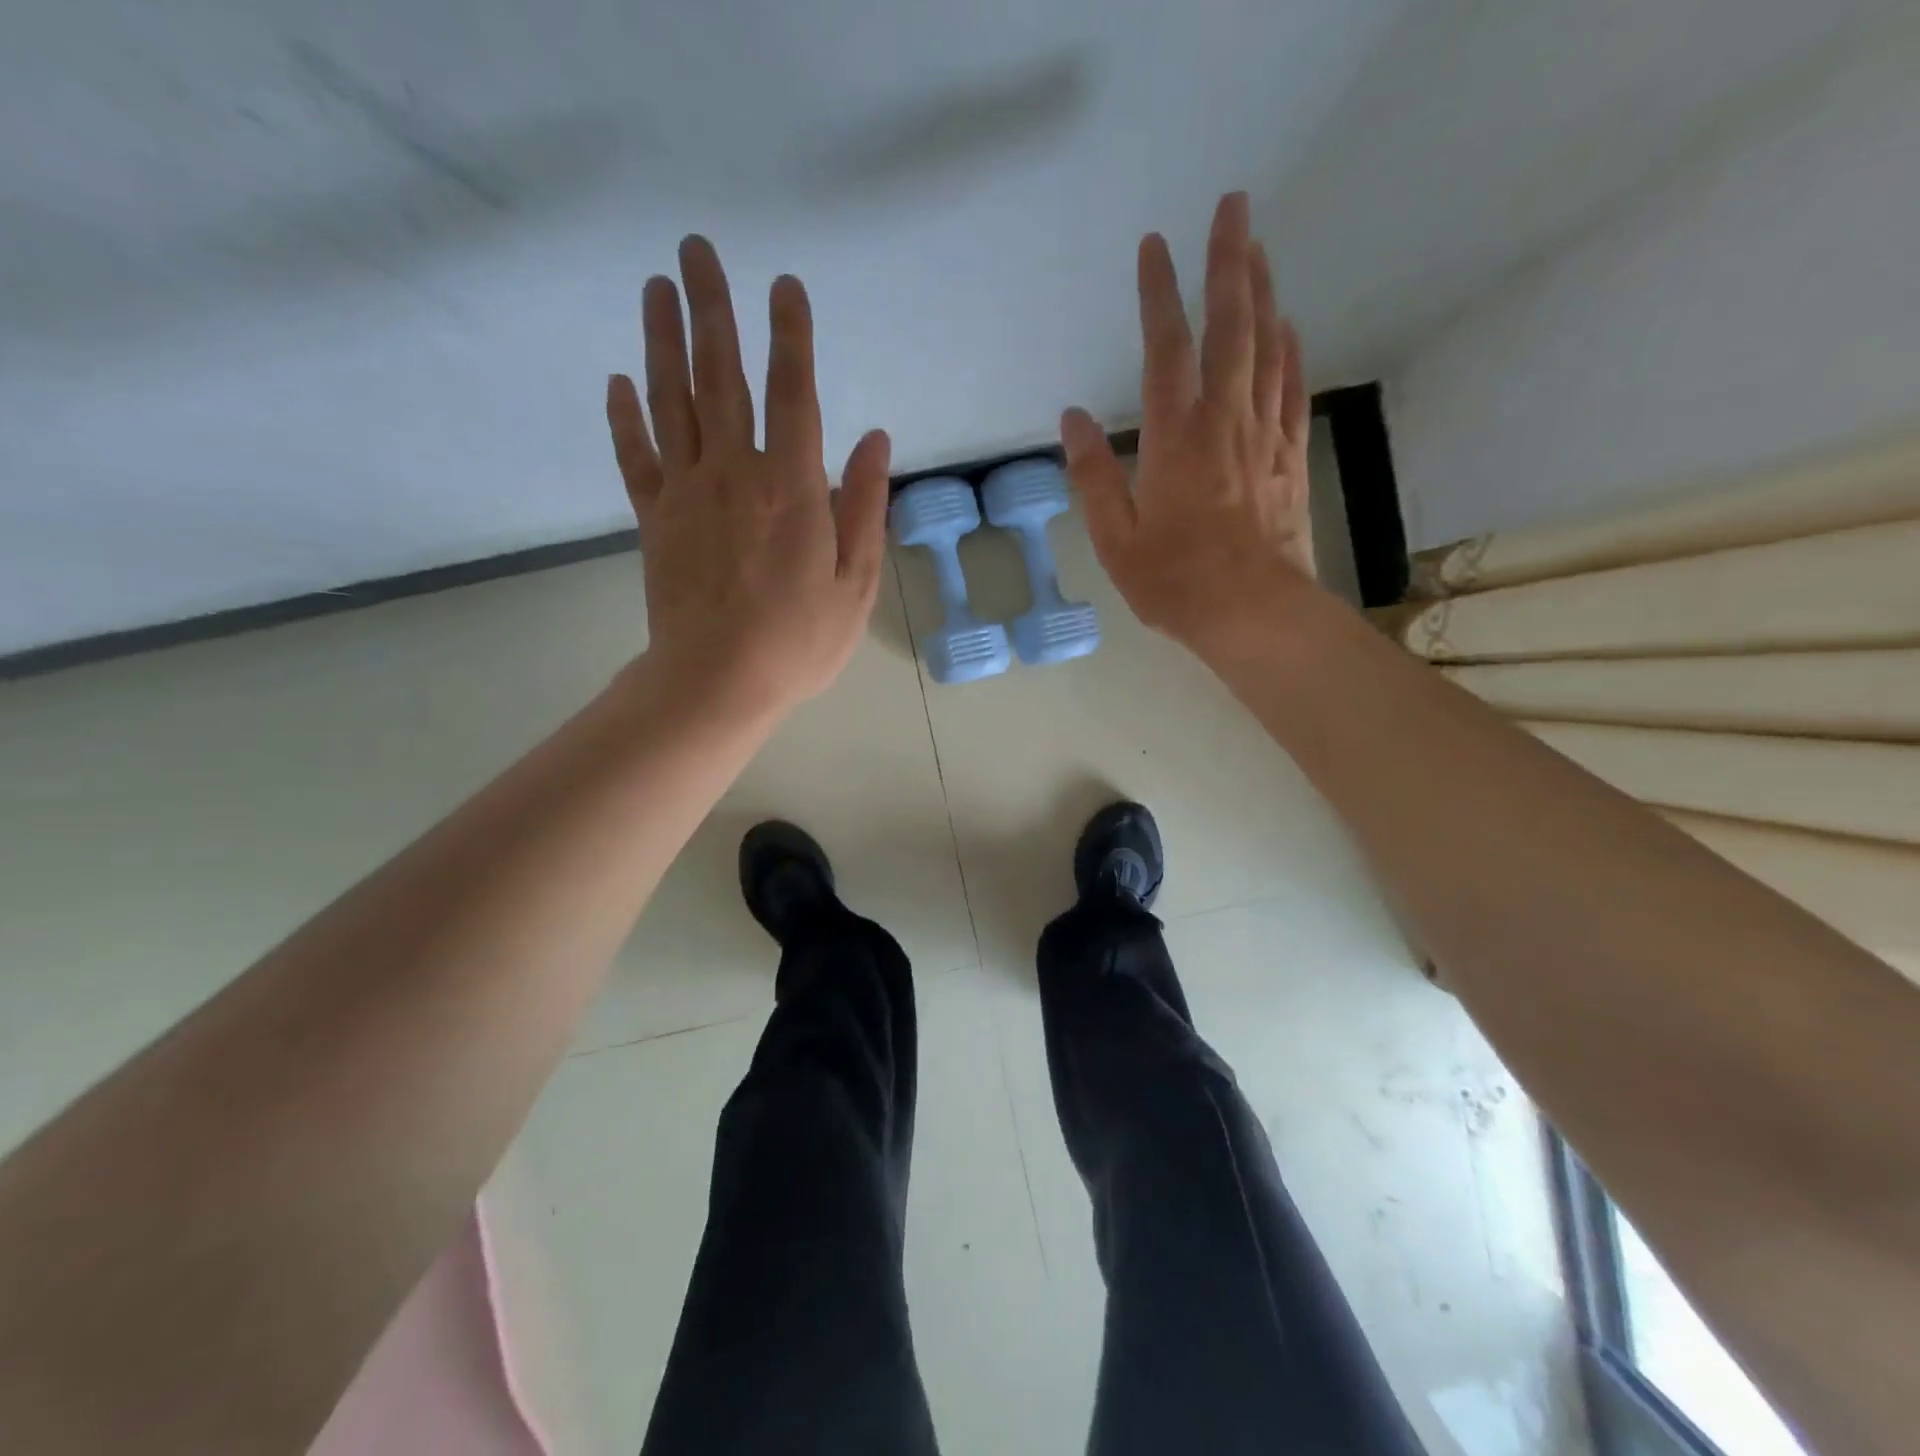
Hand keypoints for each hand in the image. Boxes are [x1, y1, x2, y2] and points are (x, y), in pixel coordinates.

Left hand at [605, 237, 890, 720]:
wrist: (717, 683)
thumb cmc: (799, 641)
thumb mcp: (856, 583)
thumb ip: (863, 506)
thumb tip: (873, 438)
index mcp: (791, 488)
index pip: (793, 394)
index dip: (791, 336)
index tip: (785, 285)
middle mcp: (734, 473)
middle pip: (721, 377)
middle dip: (713, 309)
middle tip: (697, 249)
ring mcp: (687, 492)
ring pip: (671, 401)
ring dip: (663, 341)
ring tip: (656, 287)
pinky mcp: (655, 518)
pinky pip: (635, 456)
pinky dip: (625, 416)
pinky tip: (619, 381)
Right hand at [1061, 191, 1315, 667]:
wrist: (1252, 613)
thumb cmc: (1174, 582)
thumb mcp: (1115, 539)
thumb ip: (1093, 476)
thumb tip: (1073, 419)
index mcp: (1174, 440)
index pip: (1165, 350)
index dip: (1159, 294)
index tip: (1155, 245)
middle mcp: (1223, 423)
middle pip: (1231, 328)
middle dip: (1230, 262)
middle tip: (1234, 205)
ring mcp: (1263, 437)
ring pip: (1269, 348)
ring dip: (1263, 293)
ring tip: (1258, 249)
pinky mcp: (1288, 458)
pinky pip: (1291, 391)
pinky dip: (1290, 352)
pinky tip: (1288, 328)